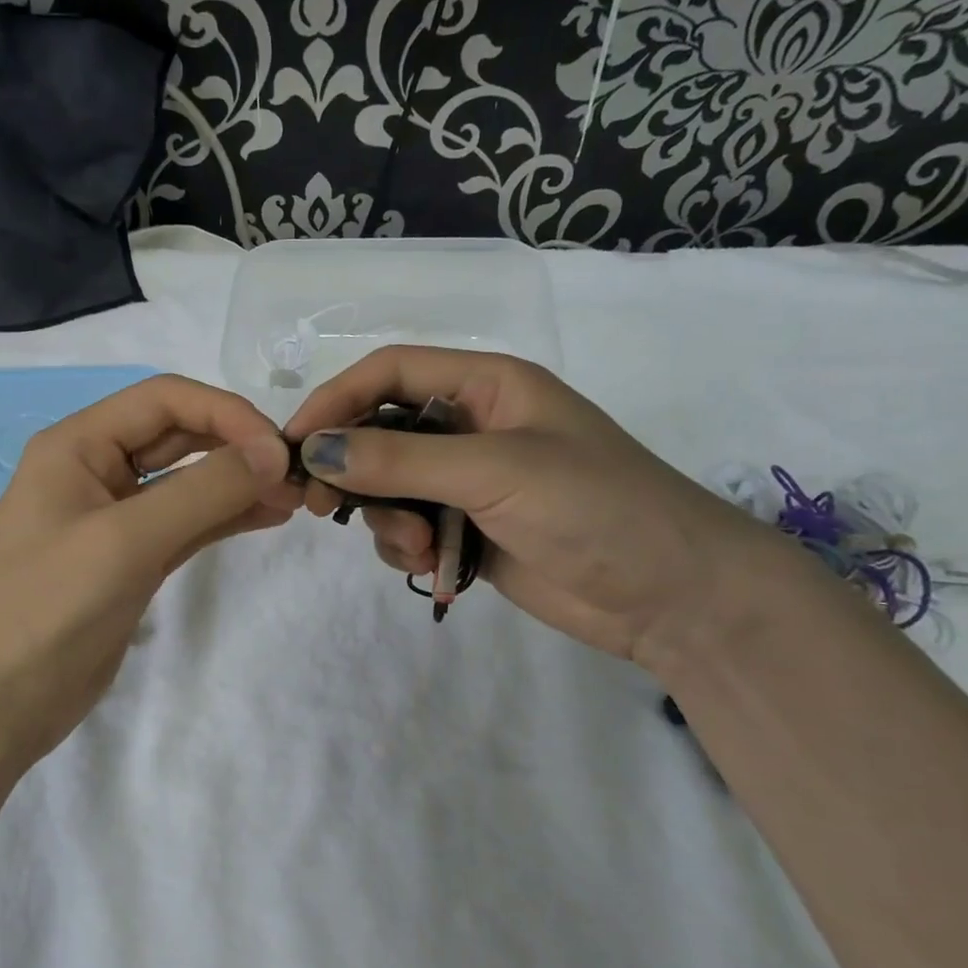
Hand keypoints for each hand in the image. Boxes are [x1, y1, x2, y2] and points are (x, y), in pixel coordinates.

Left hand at [0, 375, 300, 768]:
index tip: (277, 451)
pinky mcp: (131, 559)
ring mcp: (114, 517)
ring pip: (187, 481)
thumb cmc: (47, 608)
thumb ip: (202, 492)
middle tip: (295, 475)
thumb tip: (273, 455)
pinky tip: (266, 516)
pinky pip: (186, 523)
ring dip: (237, 482)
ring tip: (293, 498)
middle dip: (237, 446)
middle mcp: (96, 469)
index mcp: (78, 444)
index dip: (226, 413)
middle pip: (178, 435)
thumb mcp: (125, 541)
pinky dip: (225, 516)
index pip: (164, 400)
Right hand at [284, 347, 760, 663]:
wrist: (673, 596)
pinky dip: (407, 546)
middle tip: (321, 506)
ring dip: (386, 517)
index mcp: (486, 385)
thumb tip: (314, 450)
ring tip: (416, 548)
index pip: (389, 372)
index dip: (336, 399)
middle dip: (351, 467)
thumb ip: (399, 459)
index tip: (295, 443)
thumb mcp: (494, 471)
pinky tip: (434, 565)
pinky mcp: (470, 528)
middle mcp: (472, 425)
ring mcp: (470, 480)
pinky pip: (411, 525)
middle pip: (380, 429)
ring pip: (389, 485)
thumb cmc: (595, 507)